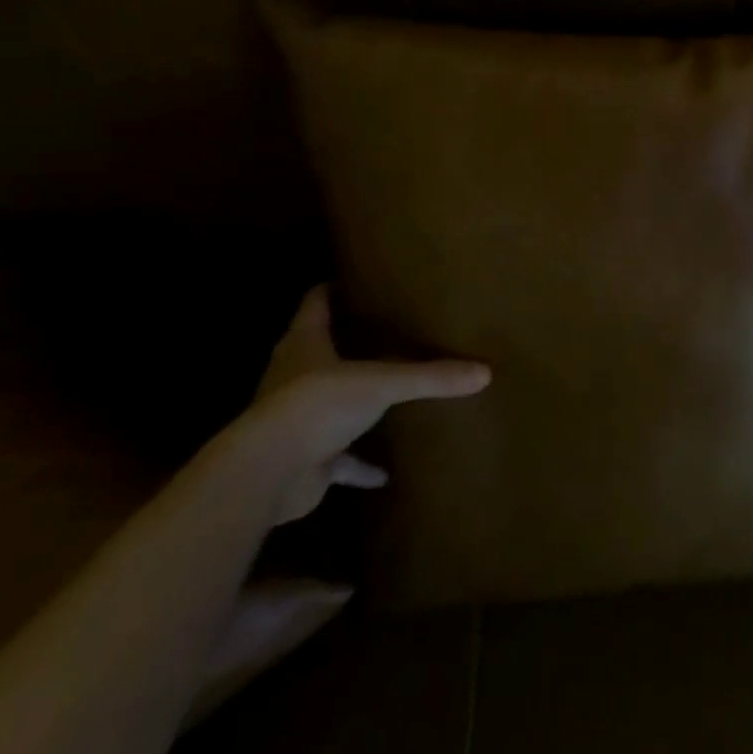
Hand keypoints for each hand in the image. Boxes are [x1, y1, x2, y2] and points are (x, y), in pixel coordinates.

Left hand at [241, 285, 490, 523]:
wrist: (268, 473)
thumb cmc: (317, 405)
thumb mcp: (382, 383)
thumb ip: (431, 376)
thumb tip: (484, 372)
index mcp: (305, 346)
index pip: (314, 306)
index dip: (329, 291)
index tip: (350, 279)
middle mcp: (294, 377)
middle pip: (316, 351)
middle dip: (343, 342)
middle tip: (380, 330)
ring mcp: (297, 420)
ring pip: (326, 403)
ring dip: (349, 401)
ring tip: (382, 390)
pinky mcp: (304, 458)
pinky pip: (338, 460)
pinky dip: (358, 465)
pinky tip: (384, 474)